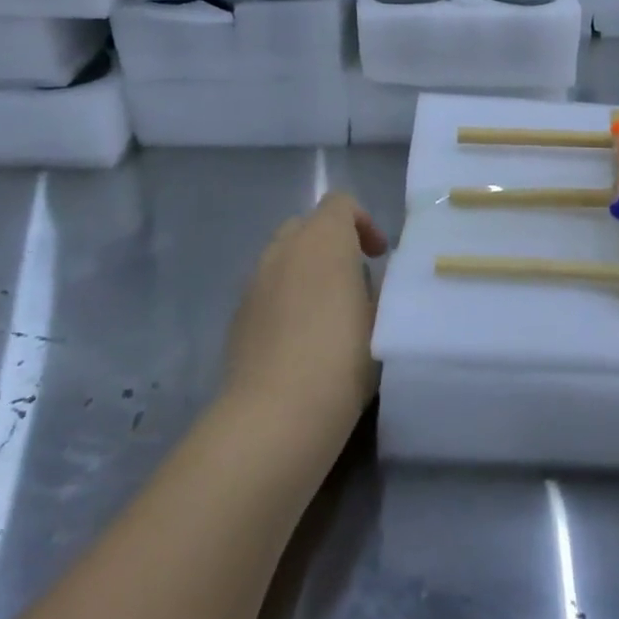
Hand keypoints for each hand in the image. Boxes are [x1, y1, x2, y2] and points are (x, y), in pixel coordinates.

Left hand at [224, 192, 388, 441]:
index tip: (378, 257)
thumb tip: (369, 281)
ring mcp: (255, 282)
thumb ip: (377, 288)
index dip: (362, 222)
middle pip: (306, 226)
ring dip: (306, 271)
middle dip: (331, 244)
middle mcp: (284, 249)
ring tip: (327, 312)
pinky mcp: (237, 316)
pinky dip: (285, 299)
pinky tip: (300, 339)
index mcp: (323, 239)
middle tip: (354, 279)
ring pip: (283, 259)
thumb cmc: (342, 357)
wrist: (276, 415)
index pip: (339, 203)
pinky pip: (267, 290)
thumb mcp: (381, 320)